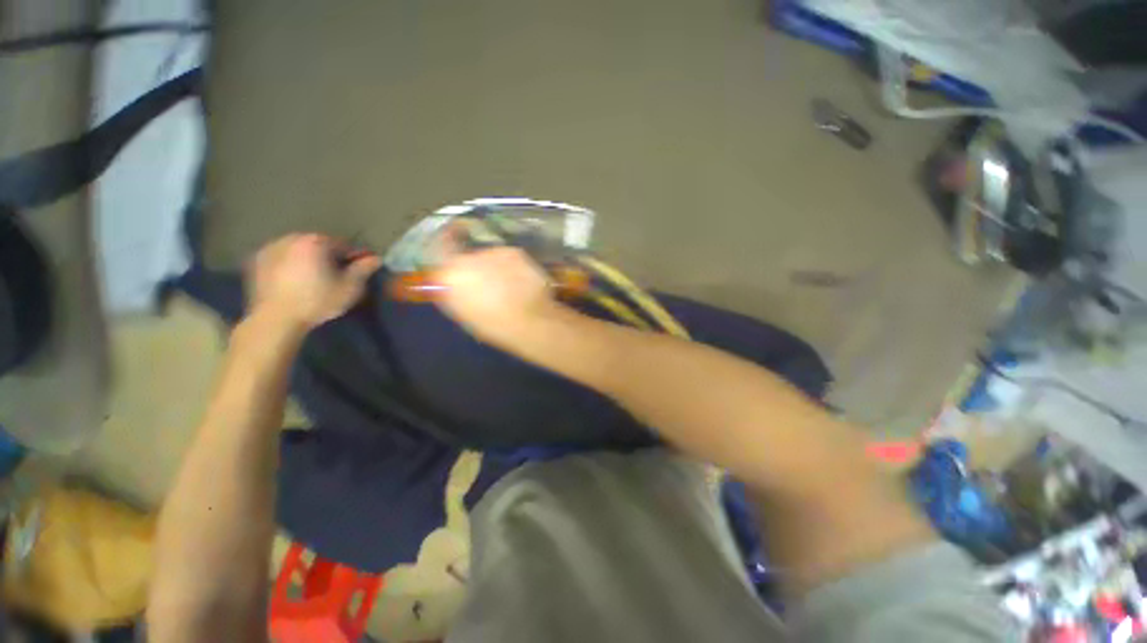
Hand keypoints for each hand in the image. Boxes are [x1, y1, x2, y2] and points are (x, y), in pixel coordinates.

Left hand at [247, 234, 380, 331]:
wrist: (275, 319)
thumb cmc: (317, 301)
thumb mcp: (349, 287)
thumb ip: (363, 269)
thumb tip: (376, 258)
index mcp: (316, 242)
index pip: (343, 245)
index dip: (353, 258)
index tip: (357, 272)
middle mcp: (291, 238)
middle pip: (318, 245)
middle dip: (328, 257)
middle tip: (335, 276)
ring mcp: (270, 248)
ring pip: (298, 250)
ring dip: (308, 259)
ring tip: (313, 279)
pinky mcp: (255, 261)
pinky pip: (280, 258)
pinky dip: (289, 265)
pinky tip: (293, 281)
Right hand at [436, 247, 561, 346]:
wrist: (530, 322)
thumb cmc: (494, 326)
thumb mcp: (464, 314)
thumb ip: (452, 293)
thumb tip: (449, 283)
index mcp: (450, 275)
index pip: (440, 250)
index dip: (447, 255)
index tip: (454, 263)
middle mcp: (468, 257)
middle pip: (467, 258)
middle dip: (474, 268)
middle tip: (486, 286)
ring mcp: (494, 252)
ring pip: (489, 257)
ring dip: (493, 267)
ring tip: (506, 287)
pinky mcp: (515, 252)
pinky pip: (507, 258)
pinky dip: (511, 267)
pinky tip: (519, 282)